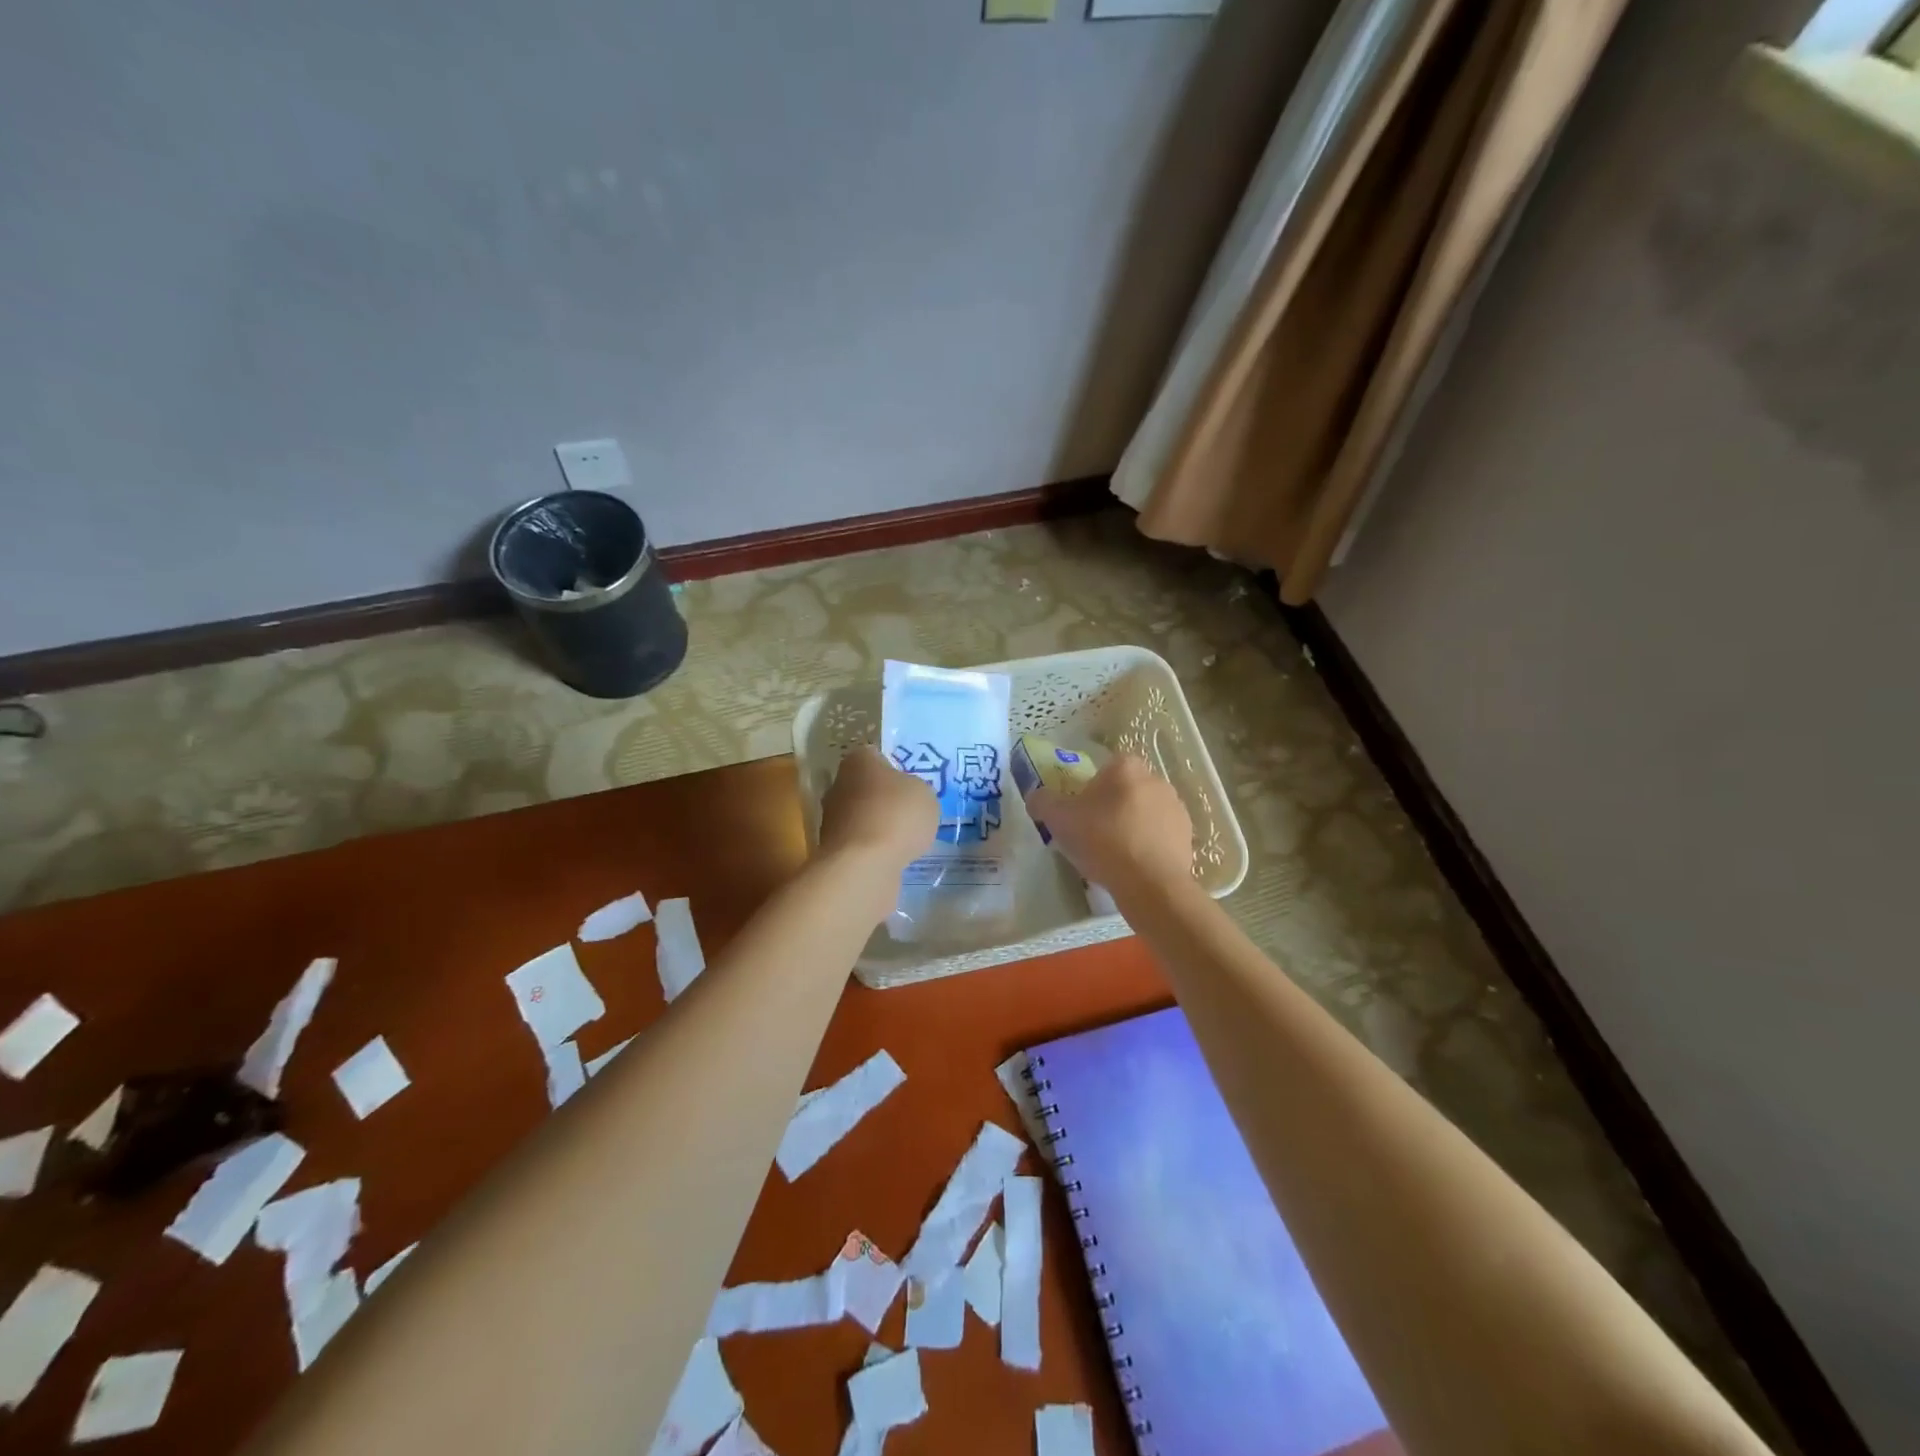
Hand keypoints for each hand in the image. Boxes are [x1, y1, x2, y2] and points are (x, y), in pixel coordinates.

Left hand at [818, 746, 938, 876]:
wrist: (864, 865)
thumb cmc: (896, 815)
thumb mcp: (924, 794)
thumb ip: (916, 789)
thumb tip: (907, 796)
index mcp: (858, 761)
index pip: (875, 755)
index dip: (894, 767)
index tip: (910, 781)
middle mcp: (838, 785)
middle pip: (865, 786)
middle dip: (884, 797)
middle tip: (910, 810)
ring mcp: (831, 819)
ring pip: (861, 815)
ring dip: (879, 824)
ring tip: (905, 838)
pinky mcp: (832, 849)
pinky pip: (860, 842)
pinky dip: (874, 848)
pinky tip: (893, 856)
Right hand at [1028, 754, 1193, 899]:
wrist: (1150, 883)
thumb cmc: (1103, 840)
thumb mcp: (1058, 819)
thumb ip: (1042, 801)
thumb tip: (1036, 796)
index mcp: (1126, 767)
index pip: (1103, 769)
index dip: (1088, 790)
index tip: (1079, 813)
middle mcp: (1156, 779)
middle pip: (1124, 790)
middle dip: (1110, 807)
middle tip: (1092, 834)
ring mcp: (1176, 807)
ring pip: (1143, 812)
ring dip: (1130, 826)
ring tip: (1113, 855)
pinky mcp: (1188, 835)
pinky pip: (1159, 835)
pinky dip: (1147, 846)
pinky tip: (1133, 866)